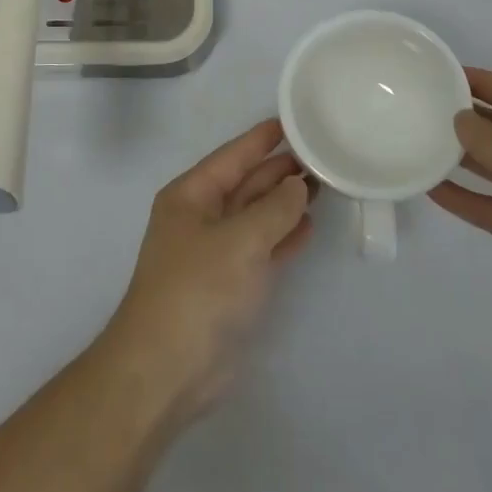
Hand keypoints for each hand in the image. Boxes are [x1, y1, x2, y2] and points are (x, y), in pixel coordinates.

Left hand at [98, 119, 311, 425]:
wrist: (167, 370)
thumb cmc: (198, 290)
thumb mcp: (240, 241)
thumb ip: (274, 210)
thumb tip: (298, 184)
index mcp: (191, 196)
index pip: (232, 156)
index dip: (262, 139)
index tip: (294, 121)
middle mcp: (201, 217)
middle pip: (245, 184)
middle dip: (280, 170)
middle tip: (322, 154)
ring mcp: (215, 252)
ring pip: (256, 216)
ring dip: (286, 202)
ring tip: (324, 185)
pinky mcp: (229, 285)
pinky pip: (262, 248)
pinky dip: (284, 237)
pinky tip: (309, 226)